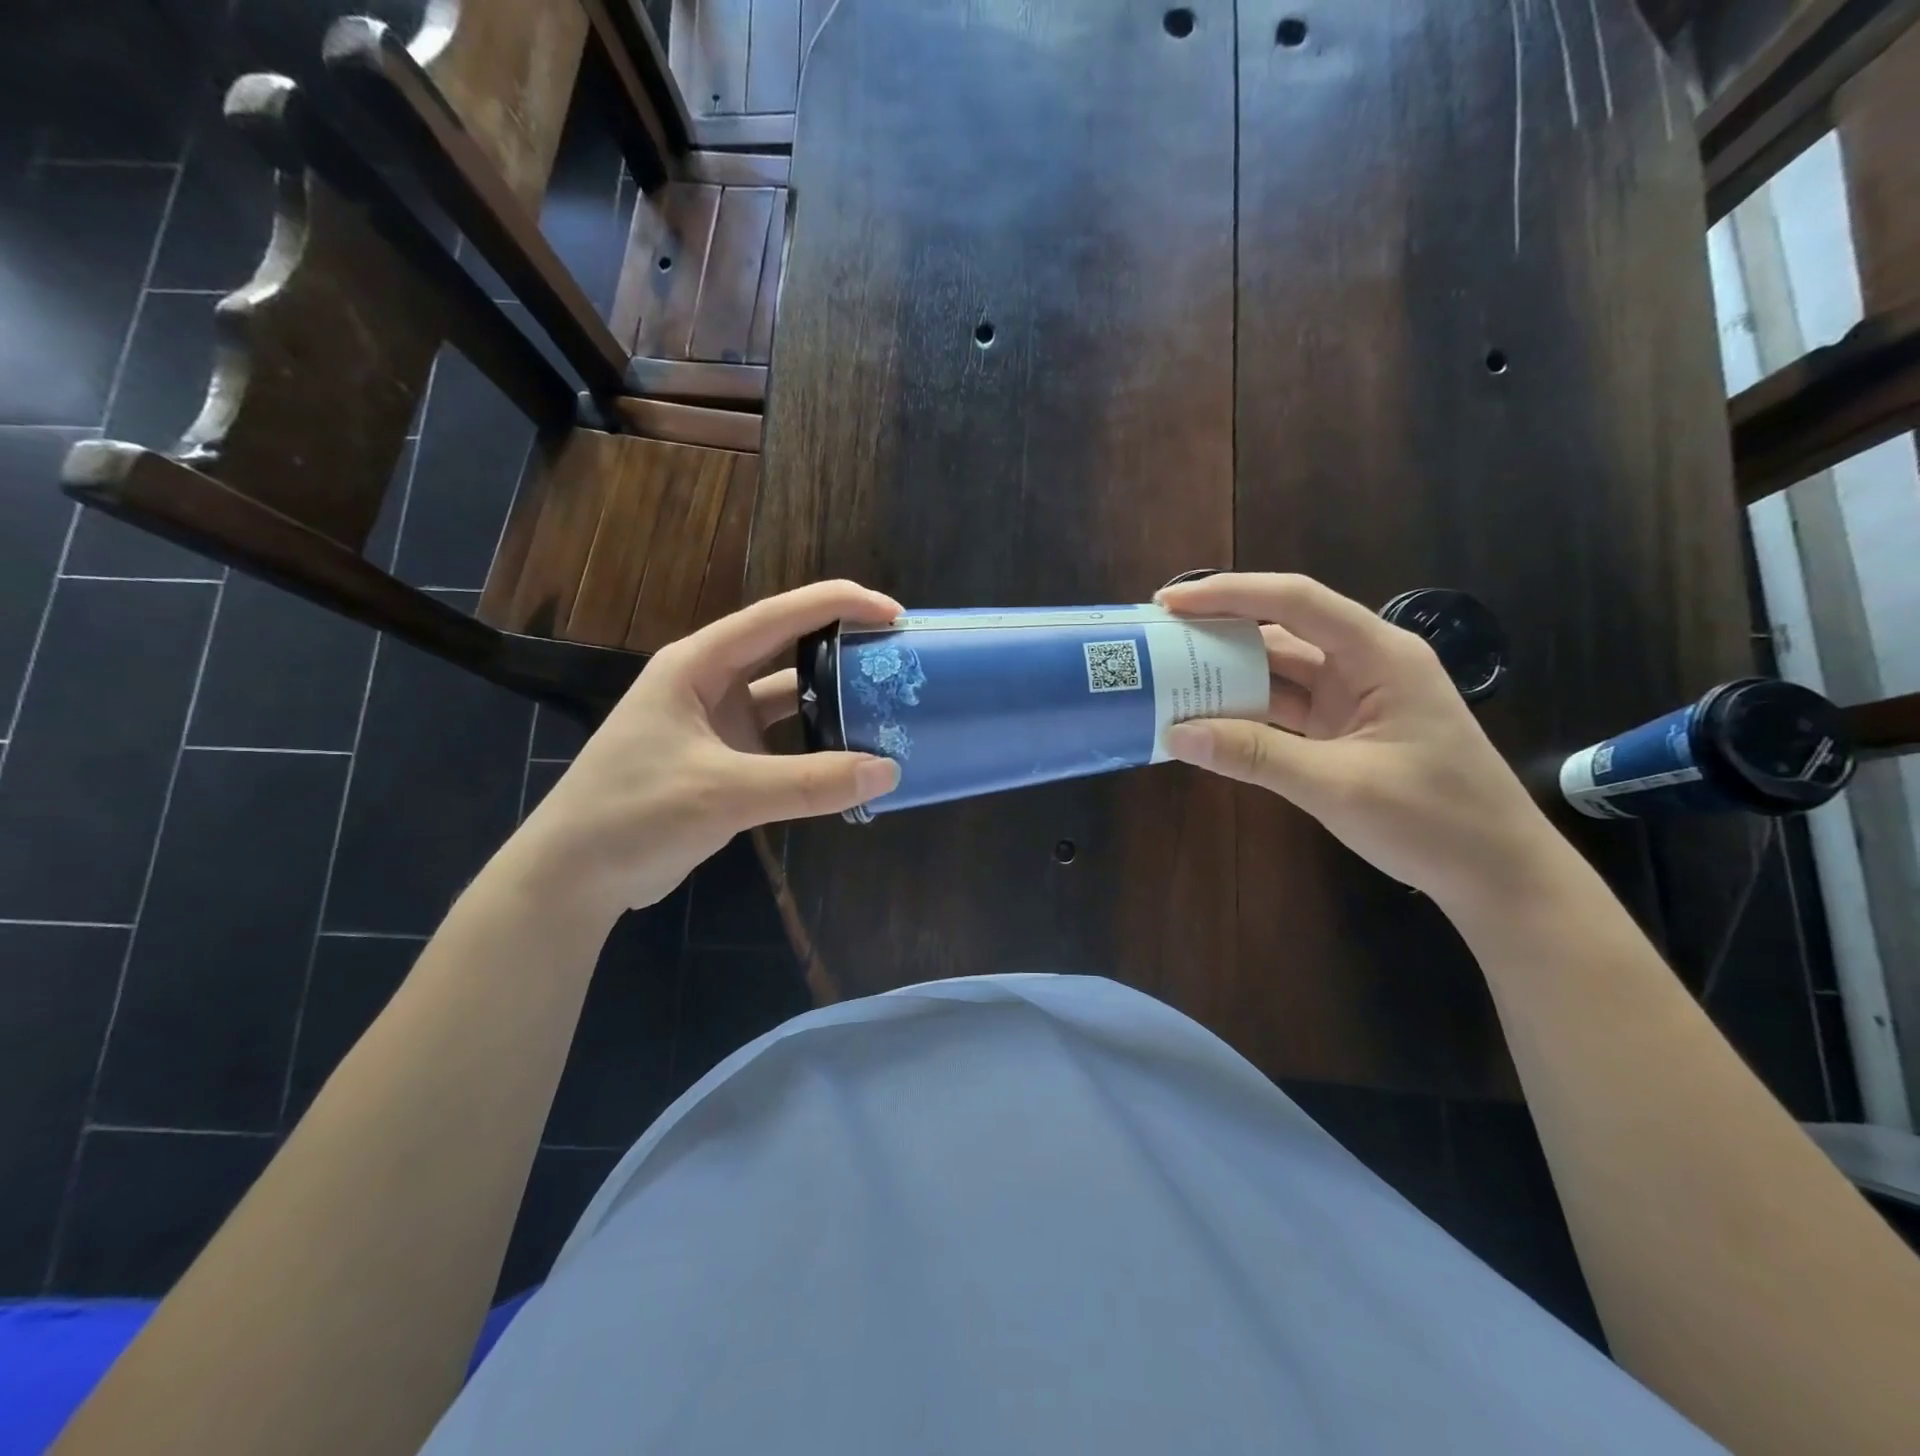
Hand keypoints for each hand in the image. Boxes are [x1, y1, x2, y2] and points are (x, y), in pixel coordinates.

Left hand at [506, 580, 902, 926]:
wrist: (575, 878)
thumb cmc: (632, 815)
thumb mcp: (723, 792)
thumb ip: (808, 783)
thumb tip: (888, 772)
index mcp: (698, 664)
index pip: (777, 617)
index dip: (837, 604)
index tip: (893, 613)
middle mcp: (711, 685)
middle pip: (788, 651)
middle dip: (842, 648)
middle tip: (899, 657)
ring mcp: (719, 726)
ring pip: (790, 702)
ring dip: (834, 704)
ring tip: (889, 707)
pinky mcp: (727, 764)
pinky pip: (785, 746)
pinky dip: (819, 750)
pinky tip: (854, 761)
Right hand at [1157, 572, 1563, 912]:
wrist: (1497, 875)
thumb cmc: (1434, 820)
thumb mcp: (1337, 785)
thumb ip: (1255, 755)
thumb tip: (1176, 734)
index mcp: (1379, 656)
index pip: (1296, 602)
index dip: (1230, 594)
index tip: (1170, 603)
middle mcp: (1364, 665)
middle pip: (1282, 632)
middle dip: (1219, 632)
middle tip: (1158, 641)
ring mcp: (1353, 699)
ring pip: (1279, 672)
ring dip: (1227, 676)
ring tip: (1169, 678)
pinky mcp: (1343, 731)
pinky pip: (1284, 709)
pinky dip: (1245, 713)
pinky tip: (1205, 719)